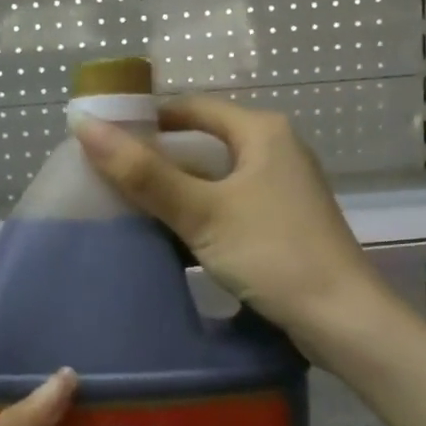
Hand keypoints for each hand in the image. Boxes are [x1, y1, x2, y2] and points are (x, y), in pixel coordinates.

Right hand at [74, 96, 383, 342]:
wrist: (341, 318)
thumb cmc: (274, 253)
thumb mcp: (203, 212)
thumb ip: (144, 174)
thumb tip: (85, 127)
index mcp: (262, 133)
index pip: (193, 108)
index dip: (148, 117)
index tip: (106, 136)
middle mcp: (275, 152)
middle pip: (203, 144)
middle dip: (157, 160)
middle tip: (108, 177)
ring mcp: (281, 191)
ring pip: (215, 181)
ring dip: (175, 192)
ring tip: (127, 207)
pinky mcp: (282, 226)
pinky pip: (228, 209)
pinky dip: (198, 217)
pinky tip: (168, 238)